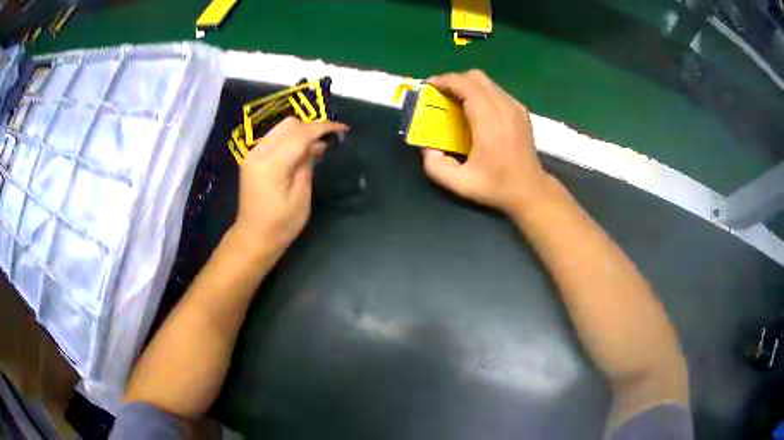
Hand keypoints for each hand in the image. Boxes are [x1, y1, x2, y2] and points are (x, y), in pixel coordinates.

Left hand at [233, 117, 347, 254]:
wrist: (253, 237)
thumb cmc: (281, 224)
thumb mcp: (301, 196)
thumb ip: (307, 164)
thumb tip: (317, 144)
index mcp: (271, 165)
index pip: (300, 134)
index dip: (322, 127)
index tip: (342, 128)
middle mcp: (258, 153)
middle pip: (289, 124)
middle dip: (311, 127)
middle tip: (328, 140)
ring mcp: (252, 154)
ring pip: (281, 128)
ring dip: (301, 132)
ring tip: (317, 146)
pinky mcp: (252, 158)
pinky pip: (274, 138)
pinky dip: (290, 139)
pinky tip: (301, 151)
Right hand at [422, 70, 553, 215]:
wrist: (530, 190)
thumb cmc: (496, 186)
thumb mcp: (459, 183)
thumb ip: (435, 165)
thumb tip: (426, 146)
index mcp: (489, 121)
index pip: (465, 85)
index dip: (445, 81)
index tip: (429, 87)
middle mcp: (504, 108)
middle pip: (476, 77)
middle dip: (454, 80)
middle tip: (440, 94)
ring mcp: (515, 107)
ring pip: (487, 82)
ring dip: (467, 85)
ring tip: (455, 100)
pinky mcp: (521, 111)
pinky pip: (496, 91)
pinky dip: (481, 92)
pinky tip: (474, 109)